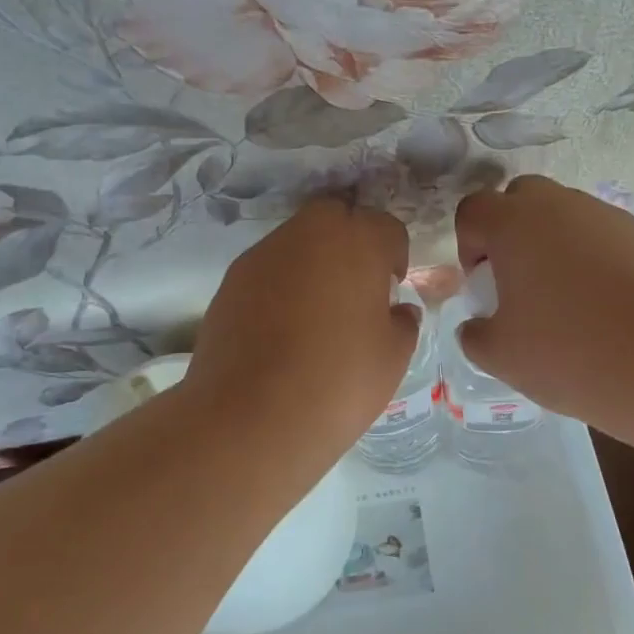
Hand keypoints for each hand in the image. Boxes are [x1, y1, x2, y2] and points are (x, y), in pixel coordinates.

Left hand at [187, 198, 417, 453]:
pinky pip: (267, 269)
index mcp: (357, 242)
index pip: (385, 227)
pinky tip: (283, 328)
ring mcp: (262, 255)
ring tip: (317, 311)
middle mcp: (307, 234)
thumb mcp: (393, 357)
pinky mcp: (230, 281)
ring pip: (296, 240)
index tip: (392, 288)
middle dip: (350, 240)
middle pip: (335, 215)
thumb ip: (403, 323)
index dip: (394, 255)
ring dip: (313, 261)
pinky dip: (280, 284)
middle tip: (356, 286)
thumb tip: (397, 311)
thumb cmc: (338, 383)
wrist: (251, 418)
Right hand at [453, 175, 633, 426]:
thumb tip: (478, 326)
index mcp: (513, 223)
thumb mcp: (499, 355)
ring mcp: (605, 216)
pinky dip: (590, 258)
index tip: (484, 286)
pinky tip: (602, 305)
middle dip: (510, 233)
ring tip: (565, 300)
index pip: (473, 210)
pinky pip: (600, 236)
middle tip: (519, 283)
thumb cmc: (568, 352)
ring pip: (564, 215)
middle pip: (520, 199)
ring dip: (552, 245)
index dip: (469, 246)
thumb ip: (474, 334)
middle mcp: (558, 205)